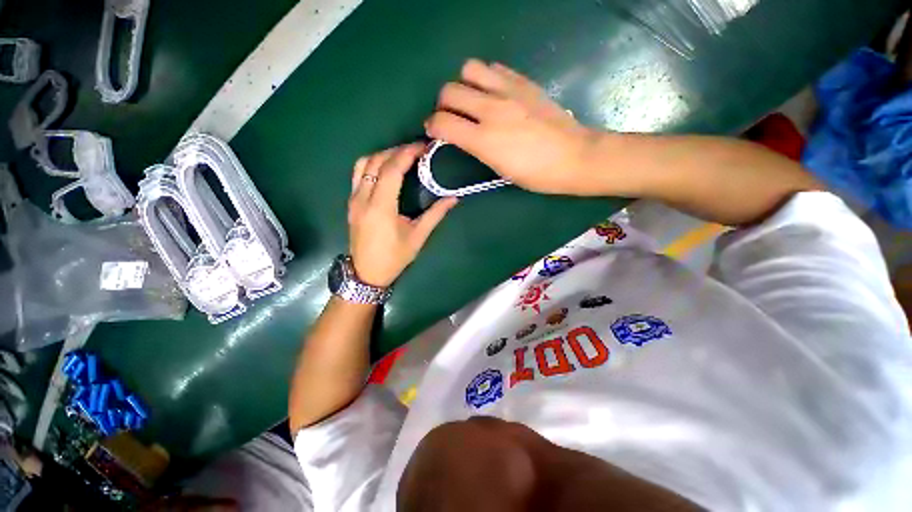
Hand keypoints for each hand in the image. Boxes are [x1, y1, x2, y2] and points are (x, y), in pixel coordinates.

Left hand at [348, 143, 458, 286]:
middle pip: (376, 162)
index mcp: (381, 207)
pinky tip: (386, 169)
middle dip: (397, 150)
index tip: (422, 146)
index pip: (391, 170)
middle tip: (416, 150)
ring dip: (383, 155)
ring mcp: (353, 199)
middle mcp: (363, 198)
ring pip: (363, 164)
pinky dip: (373, 164)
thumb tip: (453, 198)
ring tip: (402, 156)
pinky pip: (358, 174)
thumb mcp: (417, 237)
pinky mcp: (351, 202)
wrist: (367, 273)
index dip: (407, 154)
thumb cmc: (394, 258)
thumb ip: (435, 215)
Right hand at [425, 59, 600, 195]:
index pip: (442, 123)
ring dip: (463, 84)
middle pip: (449, 91)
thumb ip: (476, 149)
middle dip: (442, 105)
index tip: (434, 132)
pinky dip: (485, 78)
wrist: (574, 157)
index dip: (432, 127)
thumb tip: (462, 136)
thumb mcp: (500, 170)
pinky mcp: (524, 82)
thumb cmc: (536, 175)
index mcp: (485, 140)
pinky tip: (493, 93)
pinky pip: (494, 68)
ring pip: (468, 69)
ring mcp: (509, 91)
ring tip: (471, 100)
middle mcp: (492, 110)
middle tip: (451, 117)